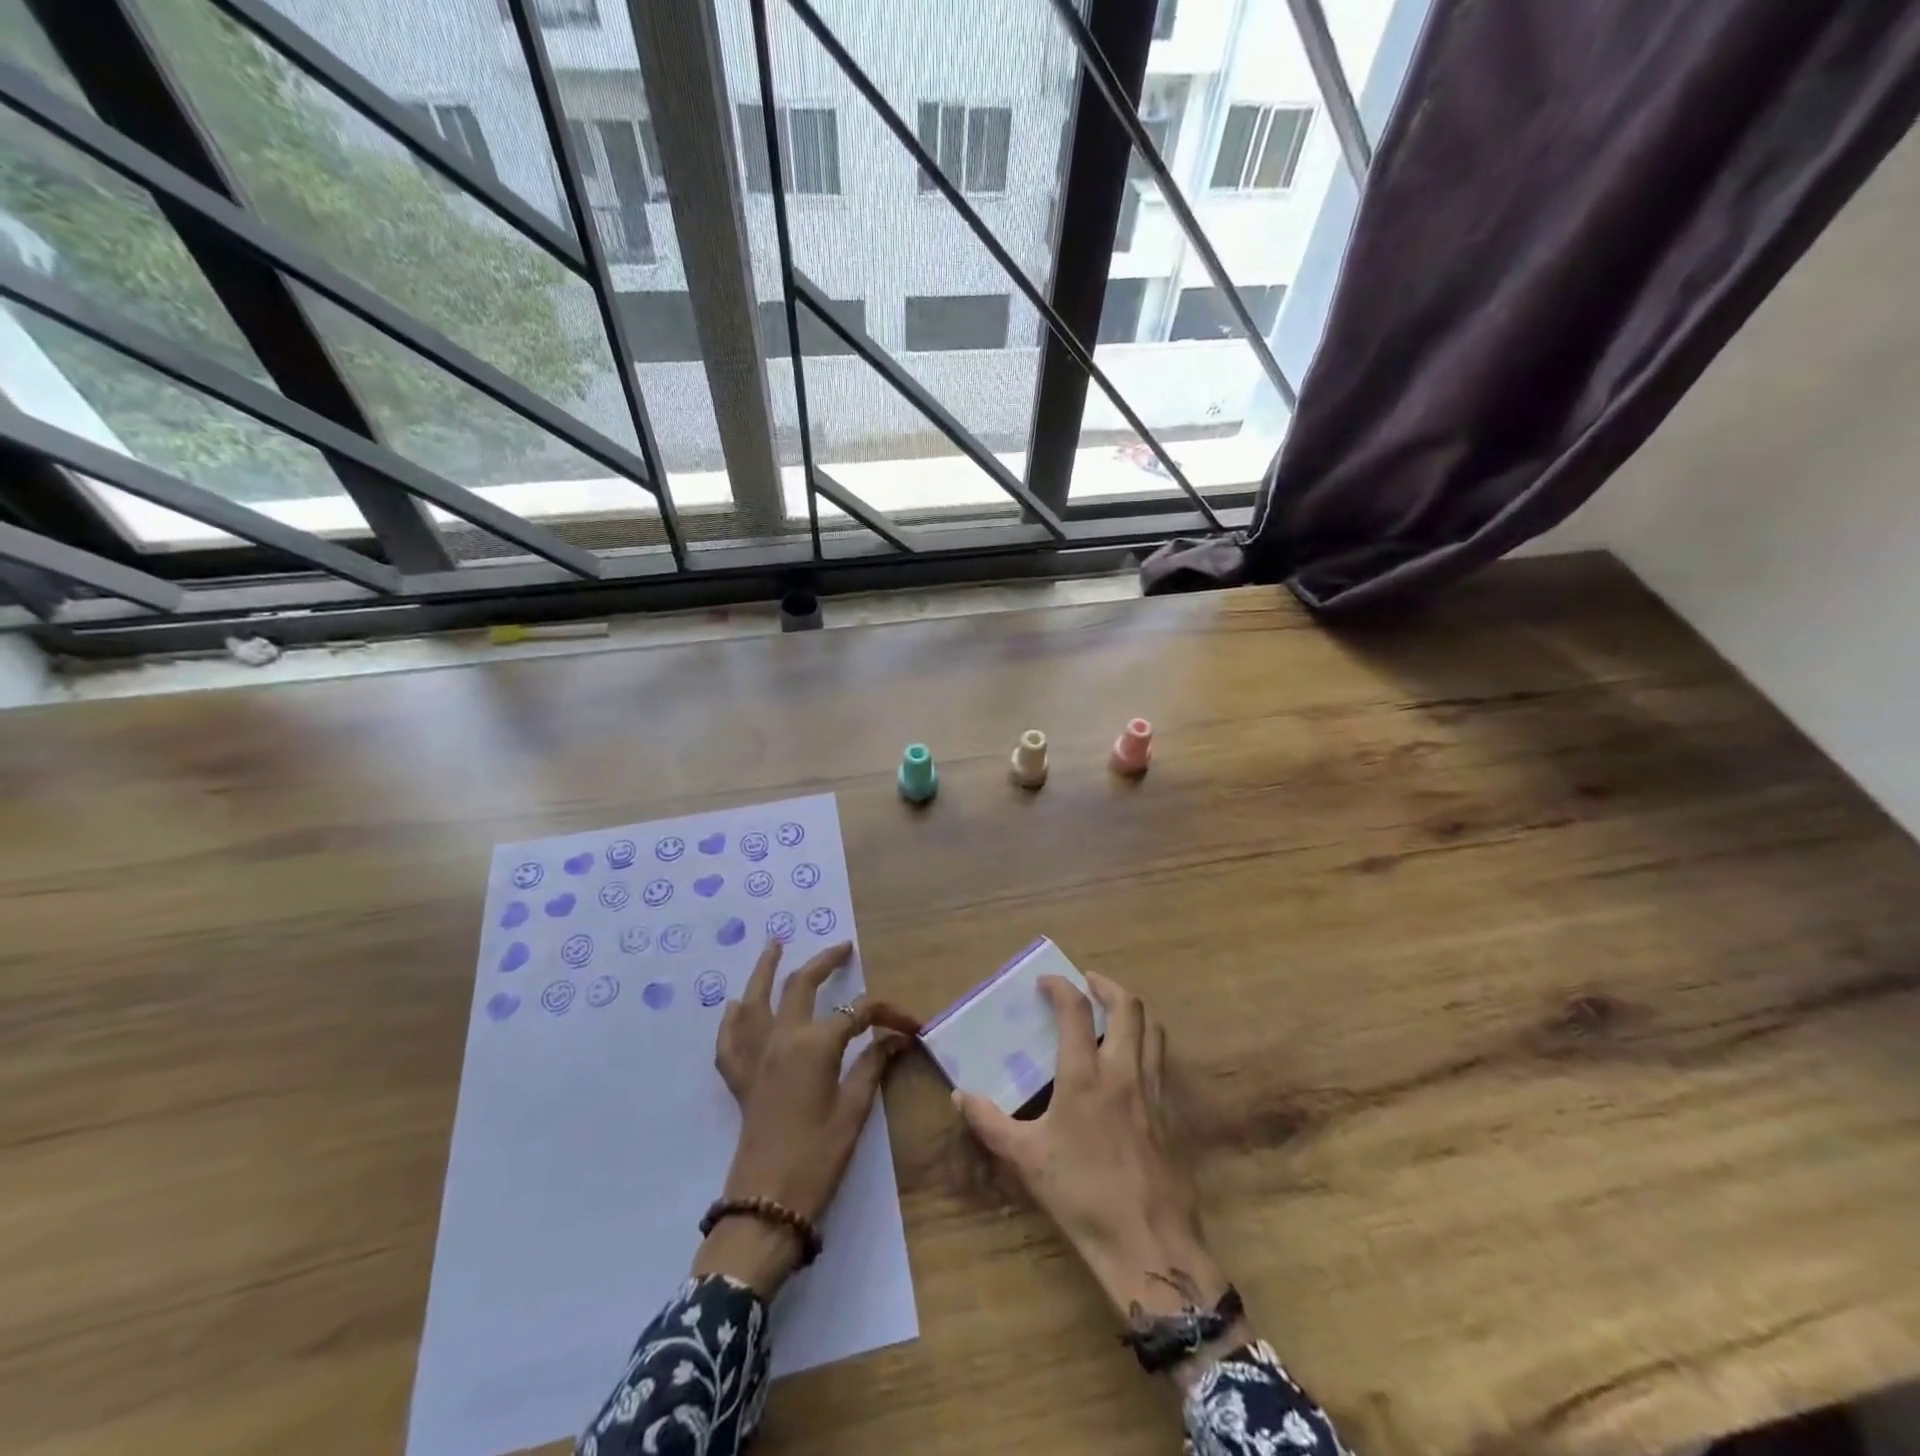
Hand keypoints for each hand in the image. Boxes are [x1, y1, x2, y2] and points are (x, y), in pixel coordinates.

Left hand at [694, 939, 919, 1296]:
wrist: (766, 1205)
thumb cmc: (818, 1157)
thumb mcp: (854, 1110)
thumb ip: (873, 1065)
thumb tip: (896, 1037)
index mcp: (814, 1044)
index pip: (858, 1012)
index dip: (887, 1013)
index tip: (912, 1025)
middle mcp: (781, 1038)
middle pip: (802, 985)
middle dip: (825, 962)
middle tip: (843, 948)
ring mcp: (755, 1056)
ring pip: (756, 999)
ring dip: (766, 969)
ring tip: (775, 944)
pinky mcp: (740, 1078)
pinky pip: (730, 1039)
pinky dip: (733, 1018)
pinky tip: (736, 1006)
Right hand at [952, 973, 1247, 1374]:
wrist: (1147, 1241)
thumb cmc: (1081, 1195)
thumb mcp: (1025, 1158)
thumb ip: (990, 1122)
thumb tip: (960, 1096)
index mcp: (1085, 1076)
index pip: (1076, 1011)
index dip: (1061, 987)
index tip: (1047, 981)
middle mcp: (1123, 1071)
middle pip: (1128, 1007)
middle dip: (1107, 986)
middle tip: (1088, 983)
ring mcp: (1152, 1091)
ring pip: (1152, 1030)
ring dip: (1132, 1012)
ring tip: (1112, 1013)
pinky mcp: (1170, 1114)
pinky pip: (1160, 1062)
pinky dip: (1145, 1045)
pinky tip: (1129, 1064)